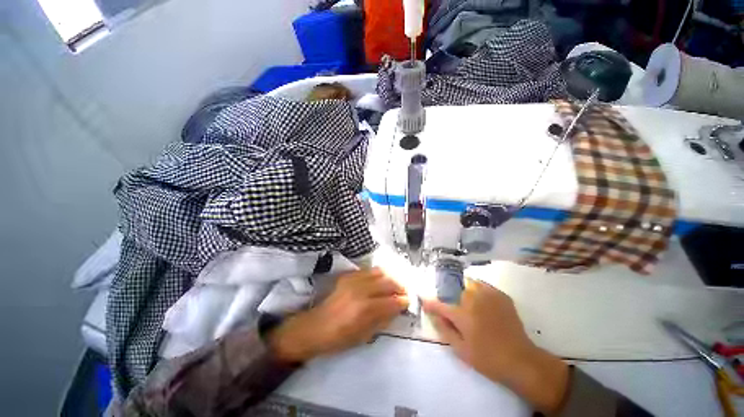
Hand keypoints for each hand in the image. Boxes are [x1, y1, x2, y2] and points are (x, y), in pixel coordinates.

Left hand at [268, 268, 407, 362]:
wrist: (314, 327)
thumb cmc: (339, 338)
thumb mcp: (364, 336)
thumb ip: (382, 320)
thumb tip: (396, 309)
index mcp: (365, 309)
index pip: (391, 301)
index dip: (403, 301)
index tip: (408, 302)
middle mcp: (361, 290)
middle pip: (387, 282)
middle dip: (399, 286)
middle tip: (403, 292)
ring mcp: (353, 280)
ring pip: (378, 272)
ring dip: (389, 278)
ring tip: (393, 284)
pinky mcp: (347, 276)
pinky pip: (367, 270)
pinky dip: (377, 274)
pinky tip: (379, 280)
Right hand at [423, 279, 568, 413]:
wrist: (521, 360)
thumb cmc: (487, 358)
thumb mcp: (461, 350)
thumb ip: (444, 329)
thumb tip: (432, 315)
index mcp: (462, 315)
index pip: (439, 304)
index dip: (429, 303)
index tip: (423, 301)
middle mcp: (473, 300)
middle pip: (455, 289)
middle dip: (449, 295)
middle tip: (452, 306)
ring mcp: (489, 295)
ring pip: (469, 282)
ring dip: (464, 289)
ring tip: (467, 301)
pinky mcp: (501, 296)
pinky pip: (484, 285)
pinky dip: (478, 289)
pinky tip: (481, 301)